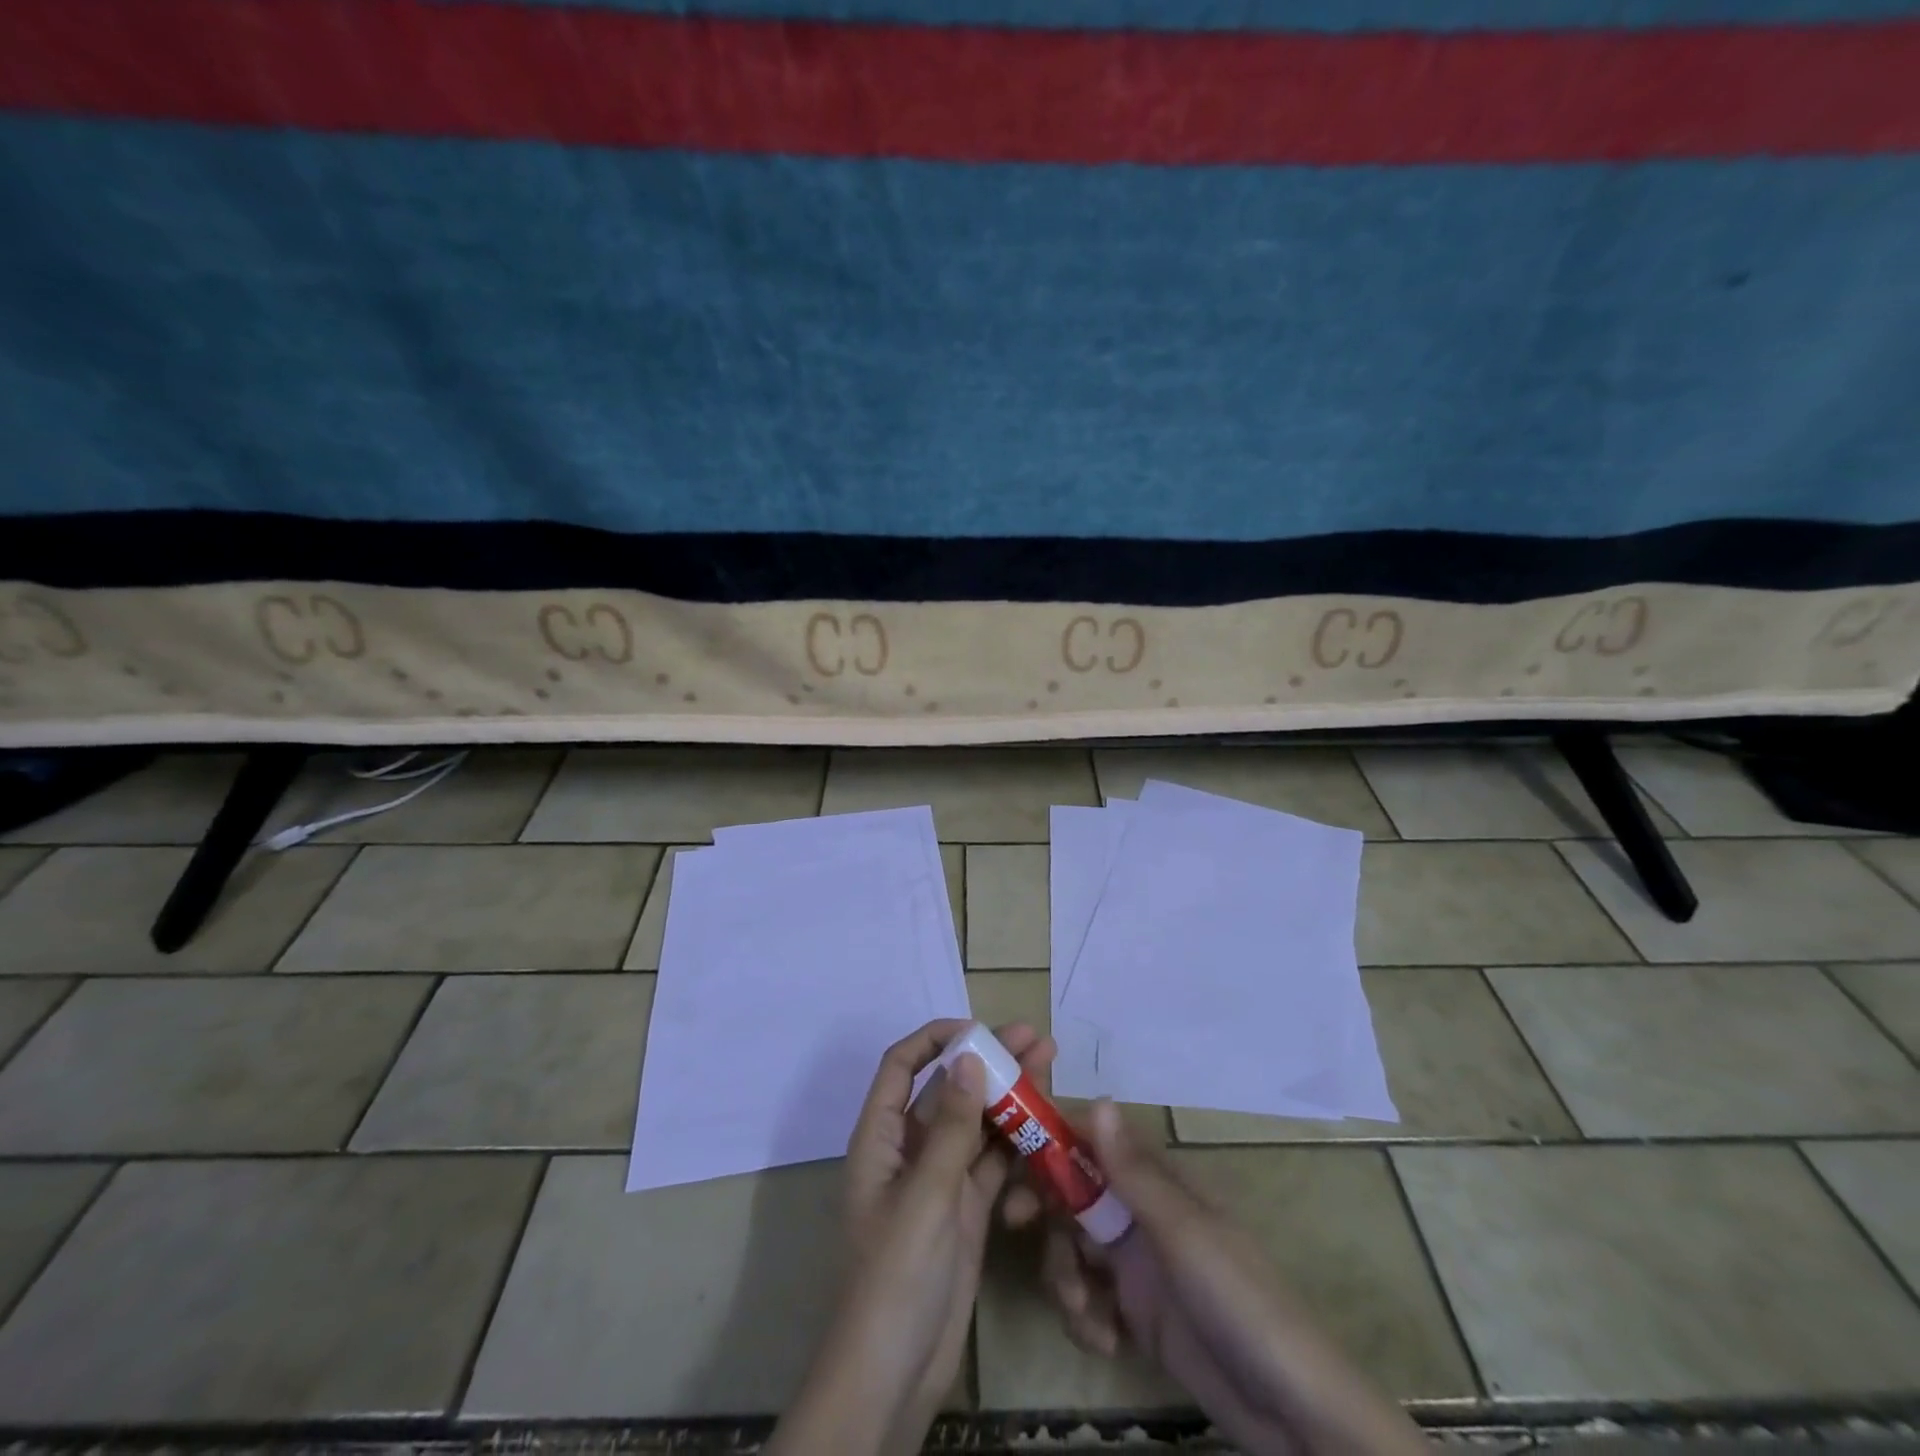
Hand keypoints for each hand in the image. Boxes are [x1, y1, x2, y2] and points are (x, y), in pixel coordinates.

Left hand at [773, 1019, 1052, 1455]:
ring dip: (1010, 1098)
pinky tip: (1048, 1125)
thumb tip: (969, 1059)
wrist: (893, 1377)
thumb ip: (950, 1127)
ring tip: (1051, 1067)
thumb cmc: (895, 1275)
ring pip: (976, 1124)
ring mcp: (940, 1181)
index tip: (980, 1030)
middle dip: (989, 1062)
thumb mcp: (925, 1195)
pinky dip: (1017, 1144)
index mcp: (880, 1138)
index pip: (902, 1066)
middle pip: (948, 1090)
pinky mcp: (965, 1211)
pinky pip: (993, 1164)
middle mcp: (909, 1151)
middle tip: (1037, 1039)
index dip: (936, 1039)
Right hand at [1017, 1102, 1426, 1455]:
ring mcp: (1138, 1266)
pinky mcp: (1136, 1315)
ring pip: (1073, 1248)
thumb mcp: (1183, 1233)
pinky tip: (1106, 1342)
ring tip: (1085, 1313)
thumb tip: (1098, 1098)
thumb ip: (1134, 1172)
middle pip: (1072, 1195)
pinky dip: (1086, 1317)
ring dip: (1065, 1276)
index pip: (1093, 1143)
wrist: (1291, 1414)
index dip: (1051, 1143)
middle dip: (1045, 1211)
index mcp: (1158, 1183)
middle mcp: (1142, 1214)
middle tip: (1014, 1224)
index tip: (1011, 1157)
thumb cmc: (1240, 1301)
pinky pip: (1089, 1299)